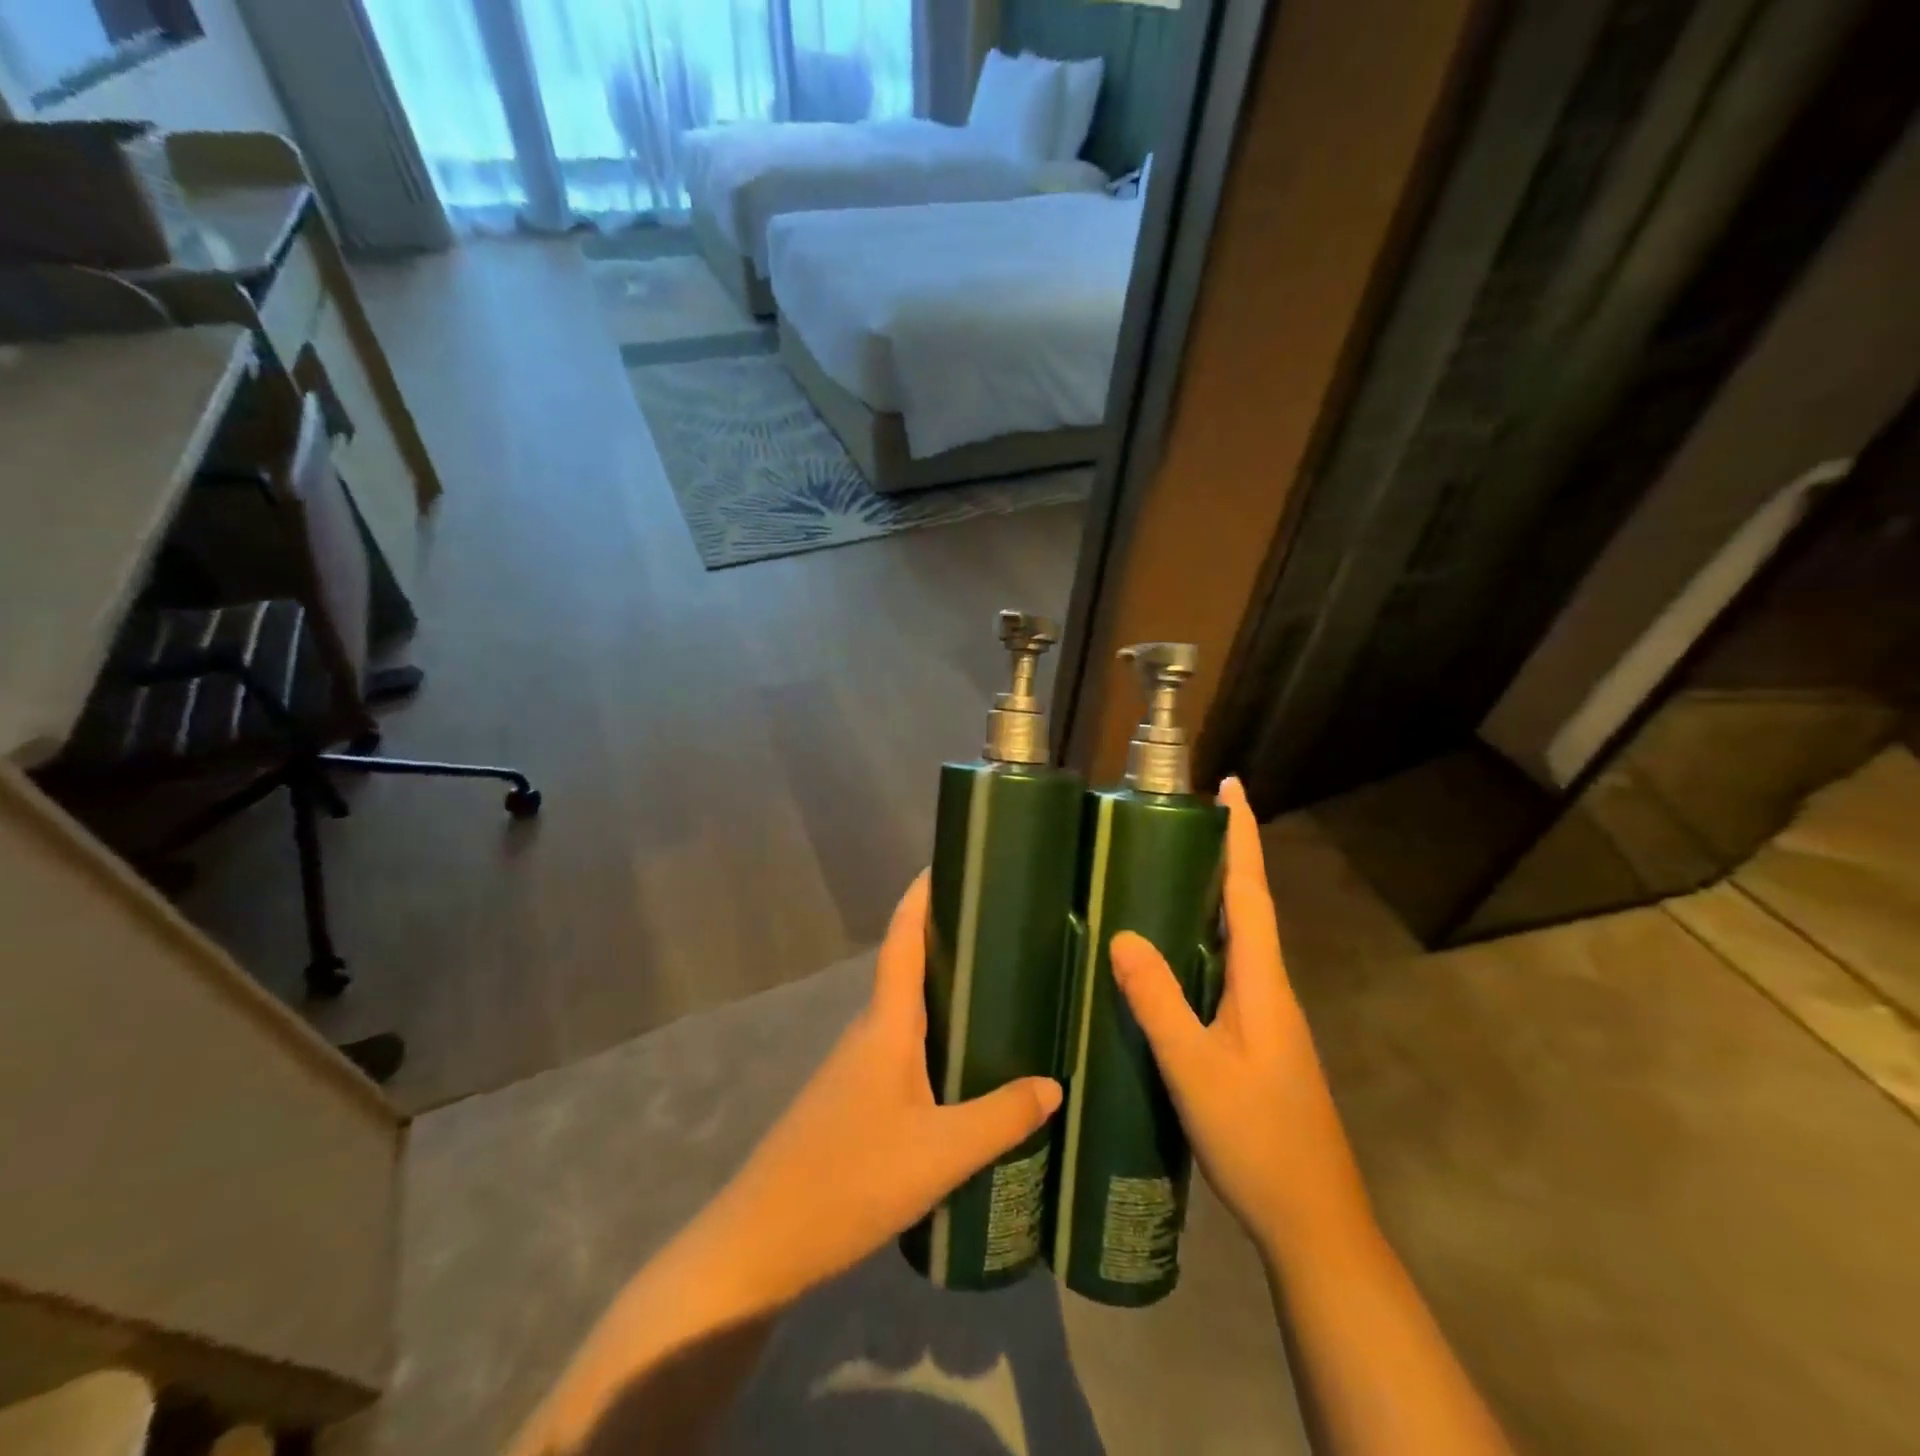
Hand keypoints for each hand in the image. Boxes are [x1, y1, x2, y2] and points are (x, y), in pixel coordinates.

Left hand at [702, 872, 1062, 1314]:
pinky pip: (901, 1049)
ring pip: (906, 1013)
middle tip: (1003, 929)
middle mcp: (868, 1033)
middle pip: (907, 969)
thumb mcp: (940, 1153)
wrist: (763, 1240)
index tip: (944, 862)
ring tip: (999, 991)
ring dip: (943, 994)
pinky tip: (964, 1065)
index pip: (902, 941)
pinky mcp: (853, 1100)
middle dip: (947, 942)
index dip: (919, 898)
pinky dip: (934, 1038)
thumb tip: (1053, 1084)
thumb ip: (1000, 1117)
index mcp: (885, 1026)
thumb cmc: (851, 1179)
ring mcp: (855, 1067)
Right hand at [1108, 778, 1371, 1265]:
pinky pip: (1228, 974)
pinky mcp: (1258, 1043)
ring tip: (1168, 874)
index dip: (1243, 837)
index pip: (1251, 894)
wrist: (1314, 1223)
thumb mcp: (1196, 1071)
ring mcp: (1268, 1019)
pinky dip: (1204, 946)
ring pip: (1238, 943)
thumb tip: (1123, 934)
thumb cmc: (1258, 1141)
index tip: (1233, 785)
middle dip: (1225, 858)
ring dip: (1213, 900)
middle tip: (1183, 820)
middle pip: (1247, 909)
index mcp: (1263, 985)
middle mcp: (1271, 991)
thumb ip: (1159, 1003)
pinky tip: (1172, 960)